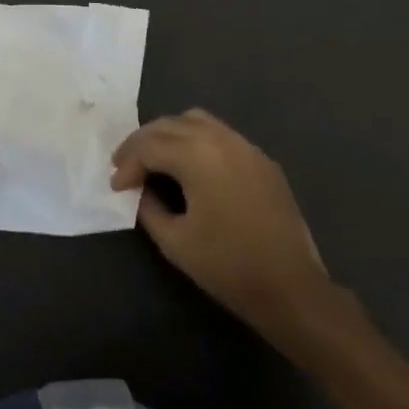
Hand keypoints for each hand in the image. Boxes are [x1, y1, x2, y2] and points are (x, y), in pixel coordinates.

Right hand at [111, 109, 330, 335]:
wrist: (292, 288)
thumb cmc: (229, 267)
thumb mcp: (176, 242)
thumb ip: (149, 208)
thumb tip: (142, 190)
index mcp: (197, 155)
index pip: (150, 146)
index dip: (128, 164)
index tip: (116, 186)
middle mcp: (220, 138)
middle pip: (169, 124)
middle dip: (142, 142)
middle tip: (124, 165)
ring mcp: (245, 145)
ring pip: (195, 120)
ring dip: (169, 134)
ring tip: (154, 158)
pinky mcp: (261, 159)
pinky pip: (220, 134)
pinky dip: (195, 140)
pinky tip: (190, 165)